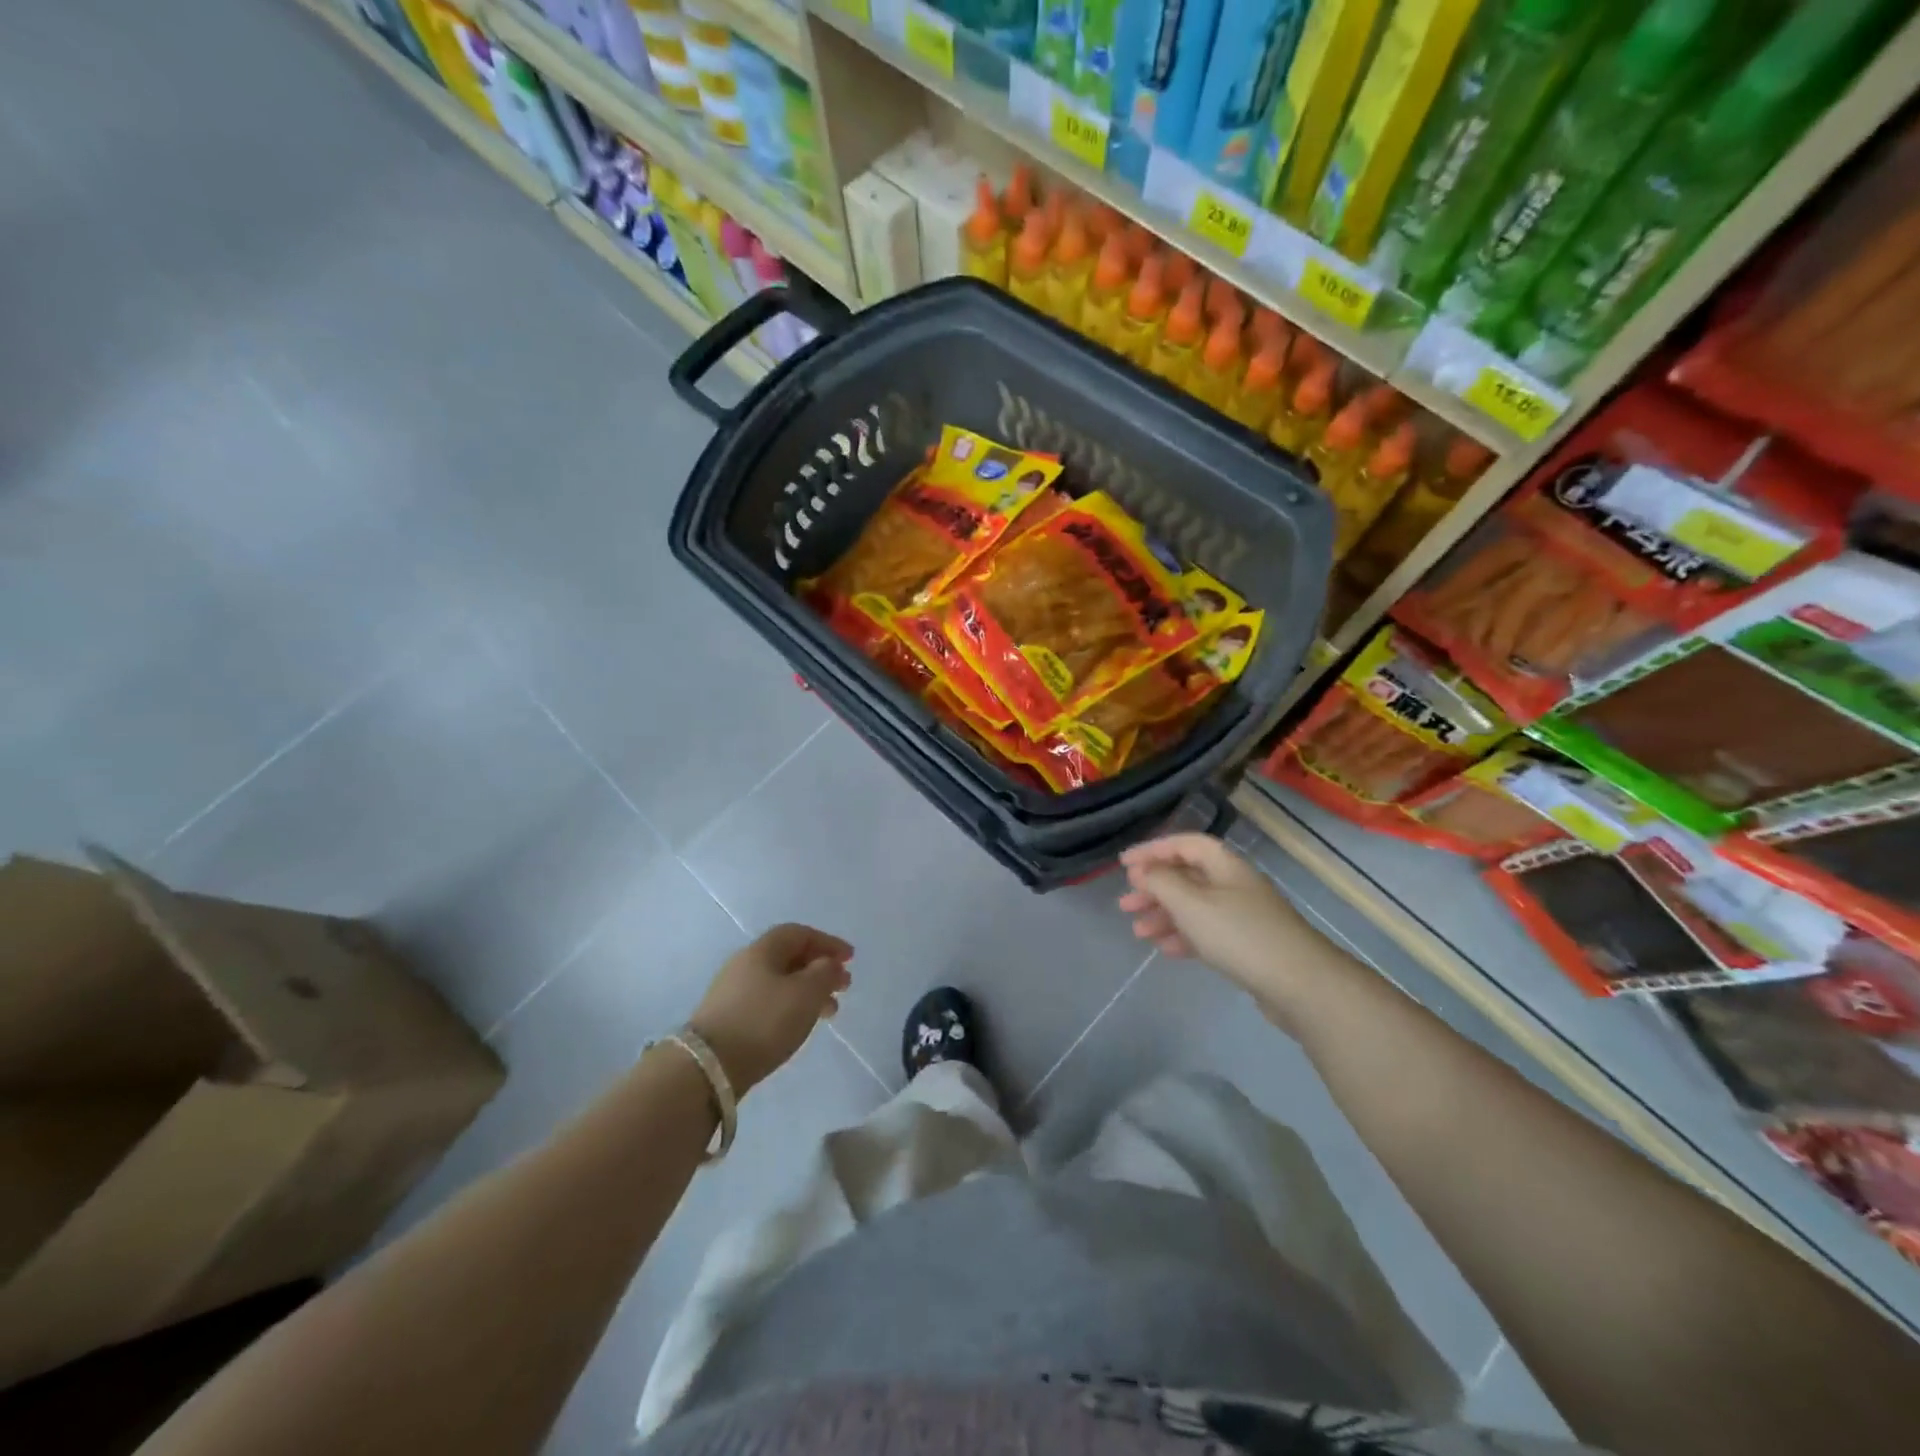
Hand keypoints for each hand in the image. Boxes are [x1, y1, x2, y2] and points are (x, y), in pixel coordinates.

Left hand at [689, 924, 852, 1093]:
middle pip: (789, 957)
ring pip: (780, 982)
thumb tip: (829, 964)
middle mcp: (745, 964)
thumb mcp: (806, 993)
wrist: (708, 1067)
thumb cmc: (764, 1021)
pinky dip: (791, 1006)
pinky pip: (768, 1002)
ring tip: (829, 1012)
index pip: (799, 933)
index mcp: (762, 950)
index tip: (850, 959)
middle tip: (844, 987)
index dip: (827, 942)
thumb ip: (825, 973)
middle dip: (820, 969)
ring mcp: (733, 992)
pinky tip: (799, 1025)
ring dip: (808, 991)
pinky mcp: (728, 1018)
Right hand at [1118, 834, 1305, 1009]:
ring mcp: (1243, 916)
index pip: (1184, 844)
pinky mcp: (1248, 946)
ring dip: (1164, 915)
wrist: (1301, 985)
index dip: (1152, 850)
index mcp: (1225, 865)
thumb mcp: (1191, 904)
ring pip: (1195, 907)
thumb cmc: (1239, 935)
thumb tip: (1144, 871)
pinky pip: (1207, 932)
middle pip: (1187, 876)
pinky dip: (1184, 936)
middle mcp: (1234, 884)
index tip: (1123, 865)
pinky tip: (1166, 949)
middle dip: (1154, 888)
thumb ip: (1162, 882)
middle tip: (1125, 904)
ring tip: (1138, 932)